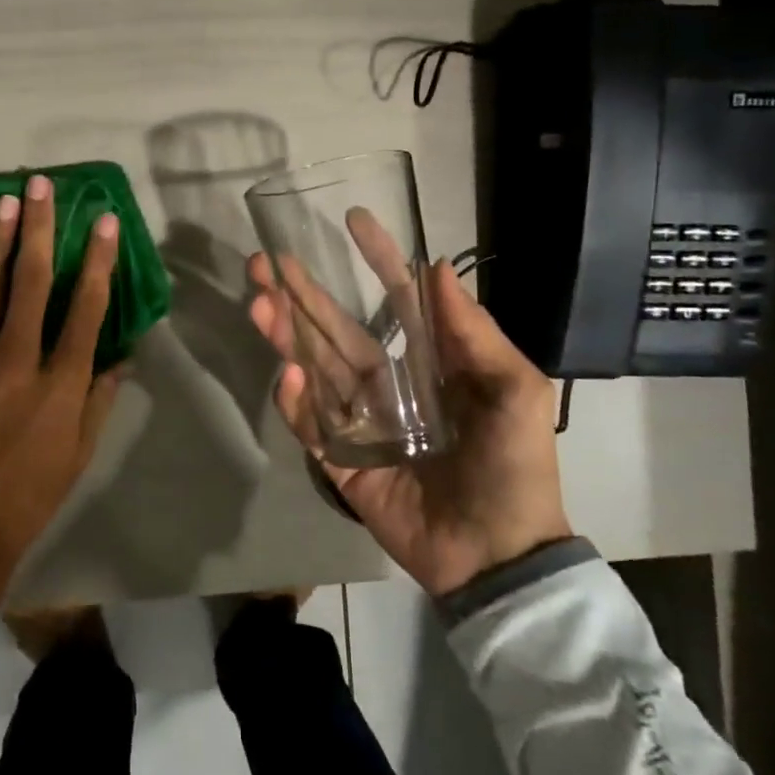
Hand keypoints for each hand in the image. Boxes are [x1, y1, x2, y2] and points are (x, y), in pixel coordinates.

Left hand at [0, 175, 122, 660]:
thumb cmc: (28, 497)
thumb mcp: (80, 454)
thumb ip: (100, 399)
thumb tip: (121, 357)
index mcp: (61, 382)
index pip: (86, 307)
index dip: (98, 259)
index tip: (102, 220)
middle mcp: (17, 359)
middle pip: (32, 281)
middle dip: (38, 228)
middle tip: (39, 185)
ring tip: (1, 201)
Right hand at [248, 250, 569, 597]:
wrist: (499, 554)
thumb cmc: (514, 465)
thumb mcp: (515, 390)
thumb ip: (475, 332)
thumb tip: (439, 267)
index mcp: (428, 360)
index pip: (394, 298)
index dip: (376, 259)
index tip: (353, 220)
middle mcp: (387, 381)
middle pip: (335, 327)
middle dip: (302, 293)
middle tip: (264, 262)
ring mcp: (359, 420)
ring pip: (313, 367)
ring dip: (285, 333)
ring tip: (259, 302)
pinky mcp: (340, 460)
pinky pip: (312, 424)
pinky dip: (296, 401)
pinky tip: (287, 373)